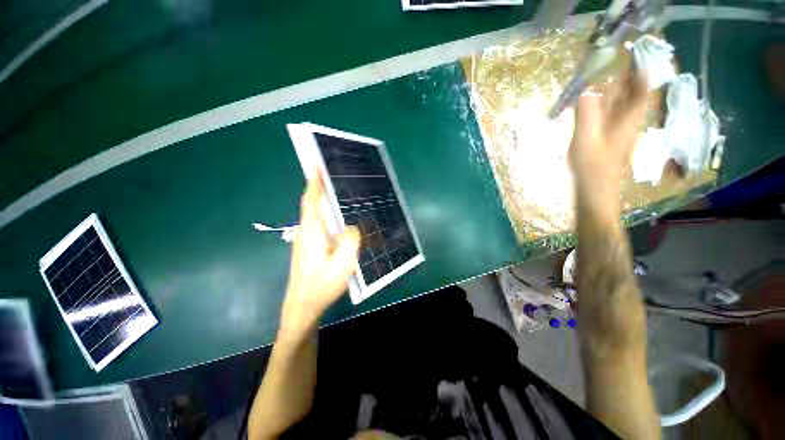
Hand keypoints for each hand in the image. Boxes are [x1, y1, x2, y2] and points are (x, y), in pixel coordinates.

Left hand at [279, 175, 360, 340]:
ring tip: (339, 193)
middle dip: (320, 187)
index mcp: (312, 233)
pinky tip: (339, 220)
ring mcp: (306, 240)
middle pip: (311, 204)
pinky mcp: (310, 247)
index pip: (311, 201)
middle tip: (334, 175)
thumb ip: (349, 241)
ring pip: (316, 214)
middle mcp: (306, 233)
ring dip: (324, 201)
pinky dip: (327, 215)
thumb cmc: (321, 287)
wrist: (302, 307)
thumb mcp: (342, 265)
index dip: (314, 182)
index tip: (316, 165)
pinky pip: (320, 224)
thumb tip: (351, 227)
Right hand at [569, 71, 648, 189]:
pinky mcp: (609, 138)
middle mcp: (628, 120)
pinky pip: (609, 115)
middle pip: (631, 93)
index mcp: (629, 117)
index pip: (642, 87)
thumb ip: (586, 111)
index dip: (639, 69)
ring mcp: (619, 130)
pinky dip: (602, 106)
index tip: (631, 53)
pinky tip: (590, 106)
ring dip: (610, 91)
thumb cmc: (593, 166)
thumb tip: (585, 86)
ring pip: (619, 104)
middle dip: (622, 77)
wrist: (595, 189)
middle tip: (606, 63)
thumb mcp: (587, 137)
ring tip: (594, 80)